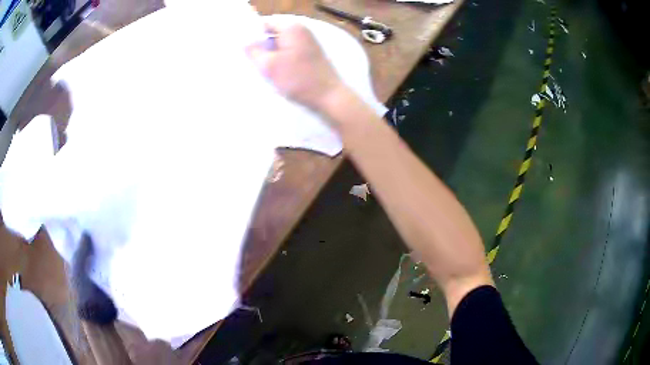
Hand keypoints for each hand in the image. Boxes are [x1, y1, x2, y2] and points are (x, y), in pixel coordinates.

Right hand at [246, 21, 344, 110]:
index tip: (243, 48)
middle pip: (272, 32)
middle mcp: (301, 29)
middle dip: (260, 44)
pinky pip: (289, 50)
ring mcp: (307, 41)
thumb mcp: (269, 65)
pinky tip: (275, 69)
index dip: (252, 34)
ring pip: (280, 42)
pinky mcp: (310, 52)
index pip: (264, 23)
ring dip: (270, 52)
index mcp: (291, 27)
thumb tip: (245, 42)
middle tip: (250, 59)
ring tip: (261, 66)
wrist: (328, 95)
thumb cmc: (298, 78)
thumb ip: (254, 51)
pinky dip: (280, 57)